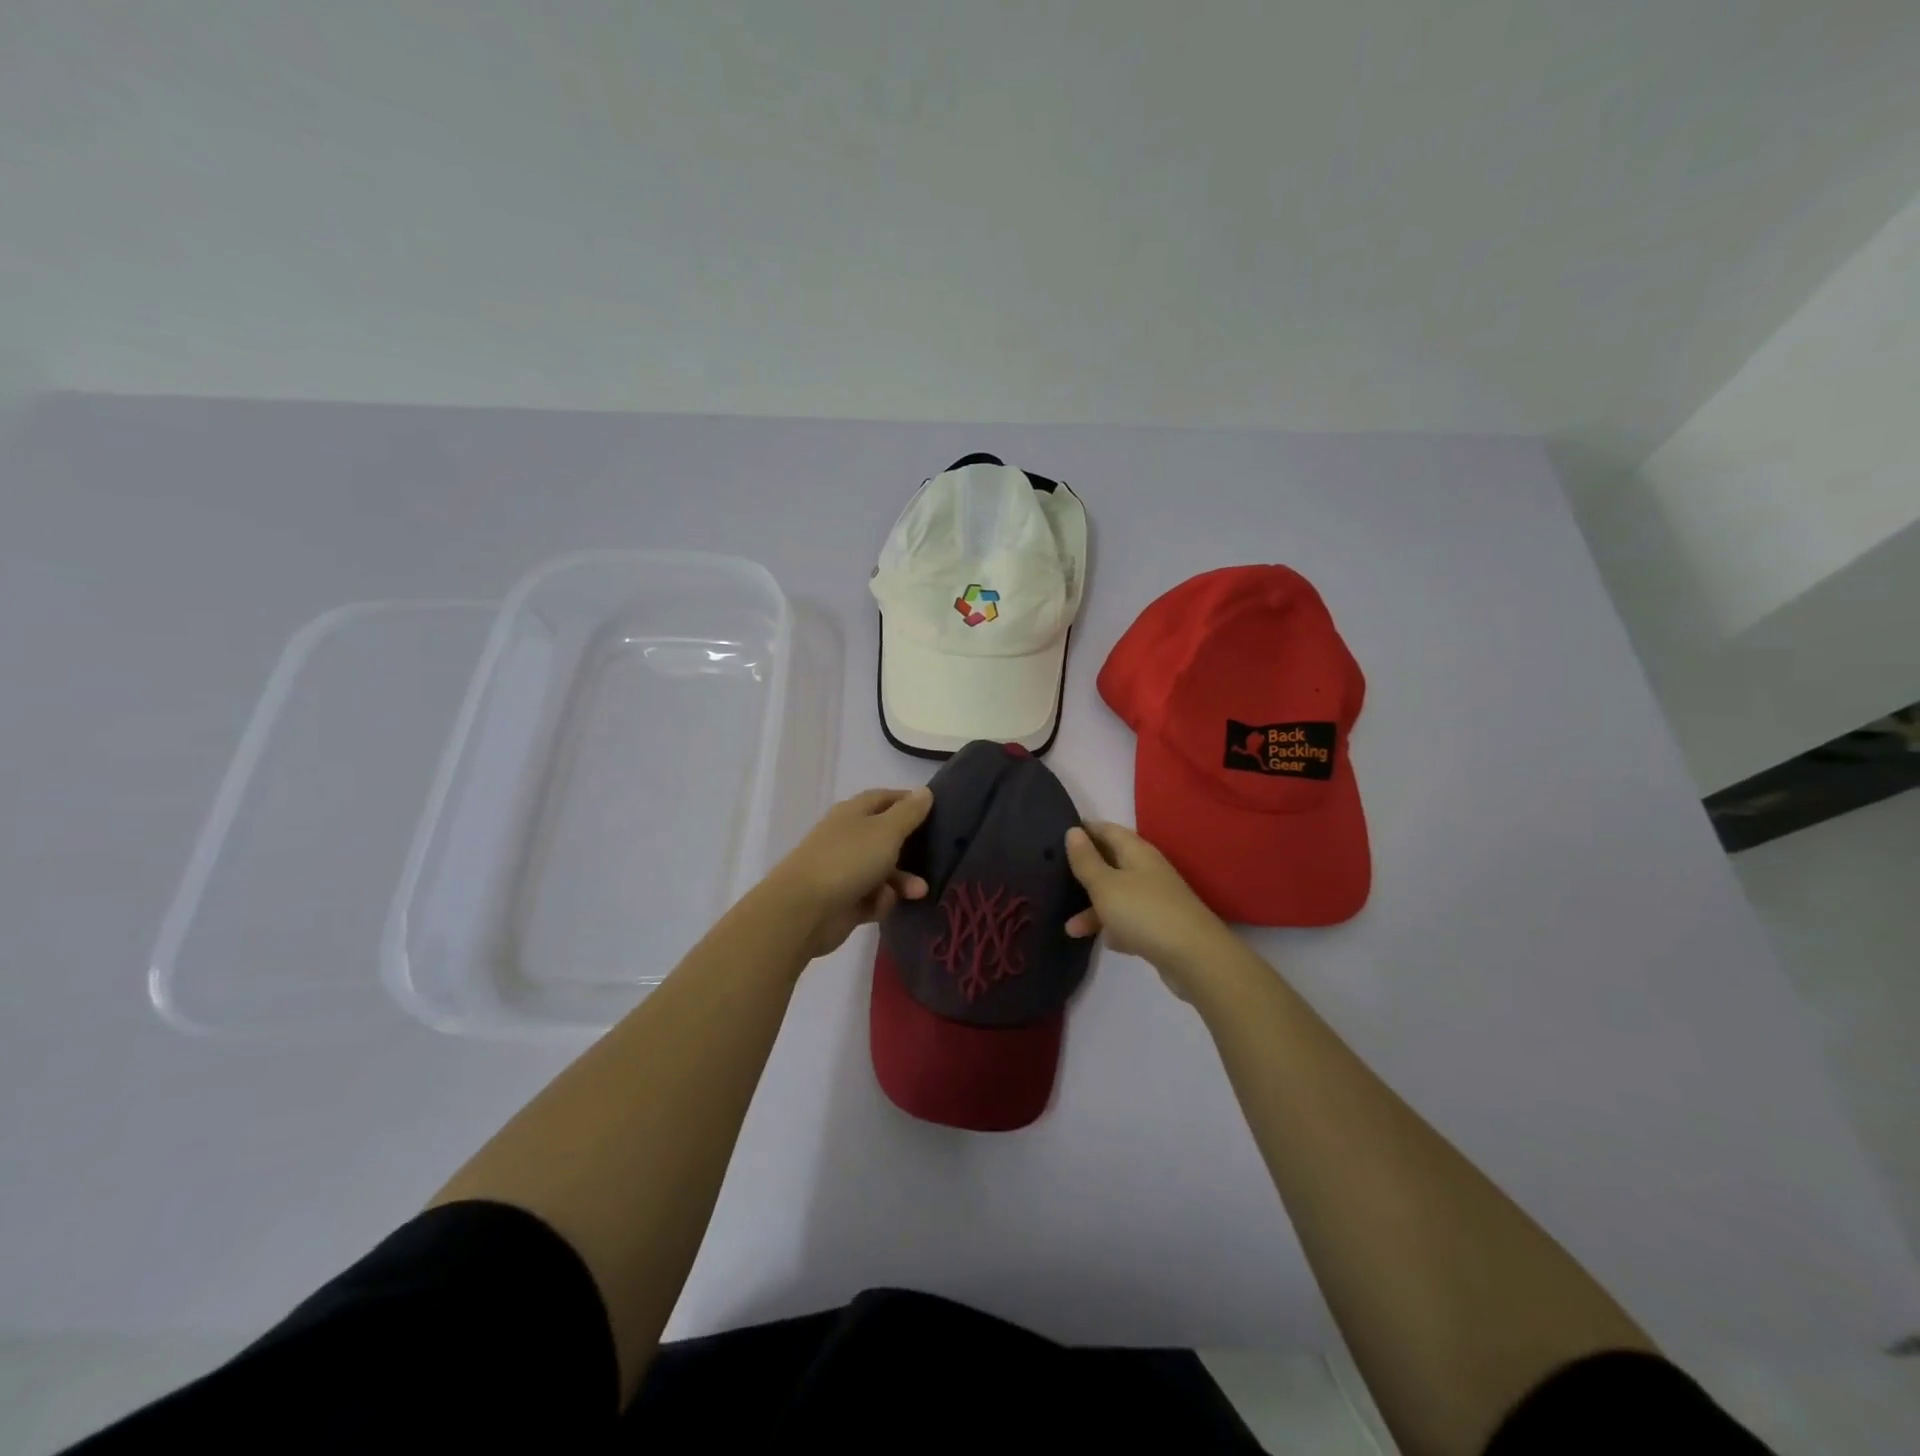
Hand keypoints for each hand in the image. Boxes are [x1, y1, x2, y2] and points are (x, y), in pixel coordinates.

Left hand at [763, 786, 933, 960]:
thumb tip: (924, 791)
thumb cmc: (848, 860)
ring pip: (884, 871)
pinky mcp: (845, 900)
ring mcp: (845, 870)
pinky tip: (881, 905)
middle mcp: (848, 837)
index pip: (884, 798)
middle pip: (886, 837)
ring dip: (902, 881)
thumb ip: (908, 812)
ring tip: (919, 892)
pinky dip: (880, 901)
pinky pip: (873, 897)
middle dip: (911, 849)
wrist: (804, 910)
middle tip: (935, 856)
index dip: (907, 801)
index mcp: (853, 813)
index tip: (935, 810)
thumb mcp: (886, 831)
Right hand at [1063, 820, 1233, 1000]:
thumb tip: (1073, 831)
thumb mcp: (1106, 885)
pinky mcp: (1160, 927)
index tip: (1057, 835)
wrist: (1196, 958)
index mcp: (1137, 852)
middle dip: (1085, 871)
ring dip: (1093, 909)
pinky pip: (1130, 921)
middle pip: (1111, 863)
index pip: (1107, 830)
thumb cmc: (1144, 912)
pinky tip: (1102, 942)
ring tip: (1069, 928)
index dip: (1084, 830)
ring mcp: (1156, 900)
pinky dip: (1114, 928)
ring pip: (1117, 896)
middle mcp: (1148, 871)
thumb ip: (1086, 860)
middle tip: (1054, 877)